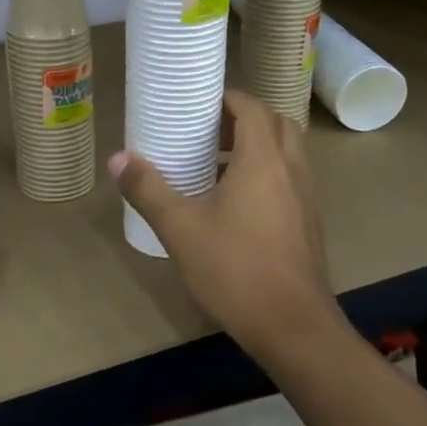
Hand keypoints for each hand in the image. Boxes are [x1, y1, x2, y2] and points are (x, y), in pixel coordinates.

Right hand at [110, 90, 329, 348]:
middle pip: (277, 124)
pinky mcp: (309, 224)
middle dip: (245, 118)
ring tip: (217, 163)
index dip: (228, 98)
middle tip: (209, 129)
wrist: (293, 327)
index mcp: (263, 161)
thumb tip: (118, 158)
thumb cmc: (235, 269)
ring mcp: (306, 198)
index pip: (253, 108)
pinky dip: (268, 173)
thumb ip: (148, 190)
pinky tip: (236, 204)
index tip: (200, 101)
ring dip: (258, 146)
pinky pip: (290, 180)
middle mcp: (291, 170)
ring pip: (288, 153)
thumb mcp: (180, 229)